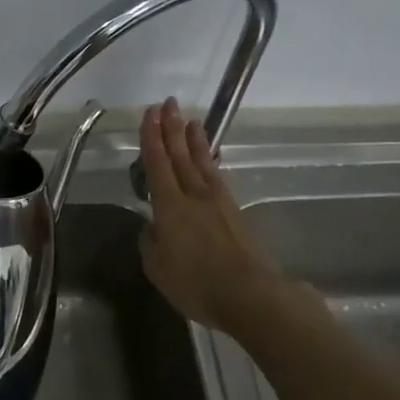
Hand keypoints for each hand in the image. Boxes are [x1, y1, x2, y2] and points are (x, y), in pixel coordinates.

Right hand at [137, 98, 297, 336]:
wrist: (251, 295)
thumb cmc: (196, 283)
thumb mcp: (158, 268)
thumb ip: (151, 242)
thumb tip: (153, 228)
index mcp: (170, 206)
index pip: (157, 164)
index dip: (151, 137)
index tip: (149, 114)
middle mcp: (194, 196)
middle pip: (180, 156)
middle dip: (171, 128)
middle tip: (167, 103)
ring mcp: (218, 203)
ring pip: (201, 163)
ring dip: (194, 141)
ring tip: (191, 121)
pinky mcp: (235, 213)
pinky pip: (217, 178)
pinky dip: (211, 162)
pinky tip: (210, 159)